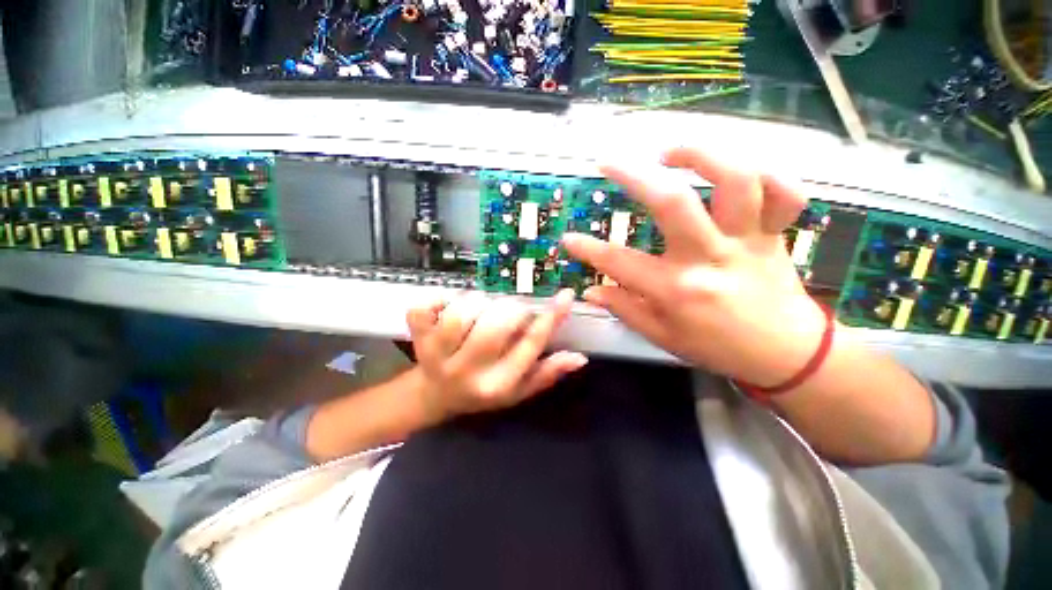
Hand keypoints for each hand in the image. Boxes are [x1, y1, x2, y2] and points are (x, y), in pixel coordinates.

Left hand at [406, 290, 587, 421]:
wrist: (435, 396)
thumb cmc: (483, 391)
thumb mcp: (518, 390)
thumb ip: (547, 373)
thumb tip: (579, 358)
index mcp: (497, 384)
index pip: (530, 346)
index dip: (551, 318)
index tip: (565, 295)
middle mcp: (467, 371)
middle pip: (496, 325)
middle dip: (510, 310)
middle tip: (509, 311)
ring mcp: (436, 355)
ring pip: (463, 313)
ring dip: (478, 302)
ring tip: (481, 309)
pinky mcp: (417, 338)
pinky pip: (425, 308)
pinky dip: (440, 299)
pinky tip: (448, 306)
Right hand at [563, 147, 825, 387]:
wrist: (787, 354)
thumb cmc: (717, 348)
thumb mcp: (663, 337)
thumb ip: (625, 309)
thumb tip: (590, 292)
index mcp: (678, 290)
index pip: (620, 264)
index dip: (588, 249)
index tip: (568, 237)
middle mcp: (710, 258)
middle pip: (672, 203)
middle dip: (633, 176)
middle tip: (608, 163)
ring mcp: (748, 240)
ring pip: (735, 180)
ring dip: (700, 155)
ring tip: (669, 154)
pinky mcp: (776, 233)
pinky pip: (784, 191)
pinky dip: (766, 172)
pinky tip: (735, 172)